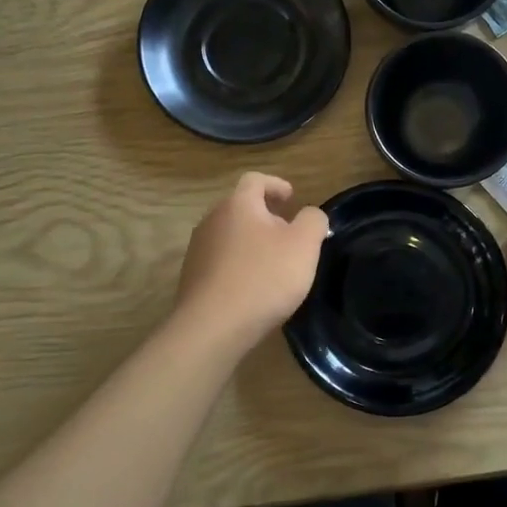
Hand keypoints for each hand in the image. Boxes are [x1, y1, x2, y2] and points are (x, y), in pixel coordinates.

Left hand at [175, 173, 328, 349]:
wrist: (212, 327)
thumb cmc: (263, 278)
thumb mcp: (304, 245)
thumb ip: (313, 221)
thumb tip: (310, 215)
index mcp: (238, 205)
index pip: (255, 180)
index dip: (276, 185)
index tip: (292, 198)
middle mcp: (212, 220)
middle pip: (241, 207)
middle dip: (266, 216)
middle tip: (289, 234)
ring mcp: (198, 249)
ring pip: (230, 235)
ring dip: (252, 242)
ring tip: (273, 264)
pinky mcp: (192, 277)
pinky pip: (221, 261)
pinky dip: (239, 264)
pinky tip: (253, 287)